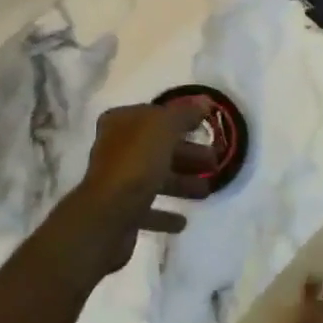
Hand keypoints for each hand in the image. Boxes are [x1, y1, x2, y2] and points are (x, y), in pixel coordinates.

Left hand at [74, 103, 214, 272]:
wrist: (108, 216)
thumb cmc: (136, 162)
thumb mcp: (164, 127)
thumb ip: (185, 113)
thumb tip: (204, 101)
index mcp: (121, 122)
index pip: (155, 115)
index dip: (181, 121)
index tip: (204, 129)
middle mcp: (115, 148)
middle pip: (158, 148)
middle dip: (188, 154)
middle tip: (215, 162)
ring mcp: (117, 181)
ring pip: (156, 177)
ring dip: (182, 183)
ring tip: (207, 191)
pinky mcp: (120, 212)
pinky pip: (148, 209)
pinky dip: (165, 213)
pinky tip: (182, 220)